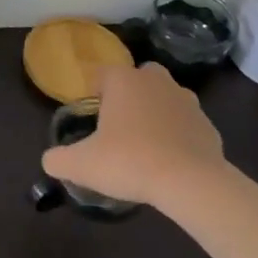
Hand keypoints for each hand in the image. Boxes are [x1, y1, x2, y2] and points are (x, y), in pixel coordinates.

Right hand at [41, 62, 227, 207]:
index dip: (92, 91)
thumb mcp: (82, 165)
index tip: (90, 114)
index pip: (101, 74)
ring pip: (166, 97)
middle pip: (139, 77)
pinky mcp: (208, 125)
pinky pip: (187, 124)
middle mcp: (155, 81)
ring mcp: (186, 100)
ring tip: (146, 142)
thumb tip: (49, 161)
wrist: (190, 183)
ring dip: (157, 111)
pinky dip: (179, 135)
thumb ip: (58, 160)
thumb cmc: (129, 161)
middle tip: (119, 123)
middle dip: (130, 94)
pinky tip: (170, 160)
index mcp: (122, 80)